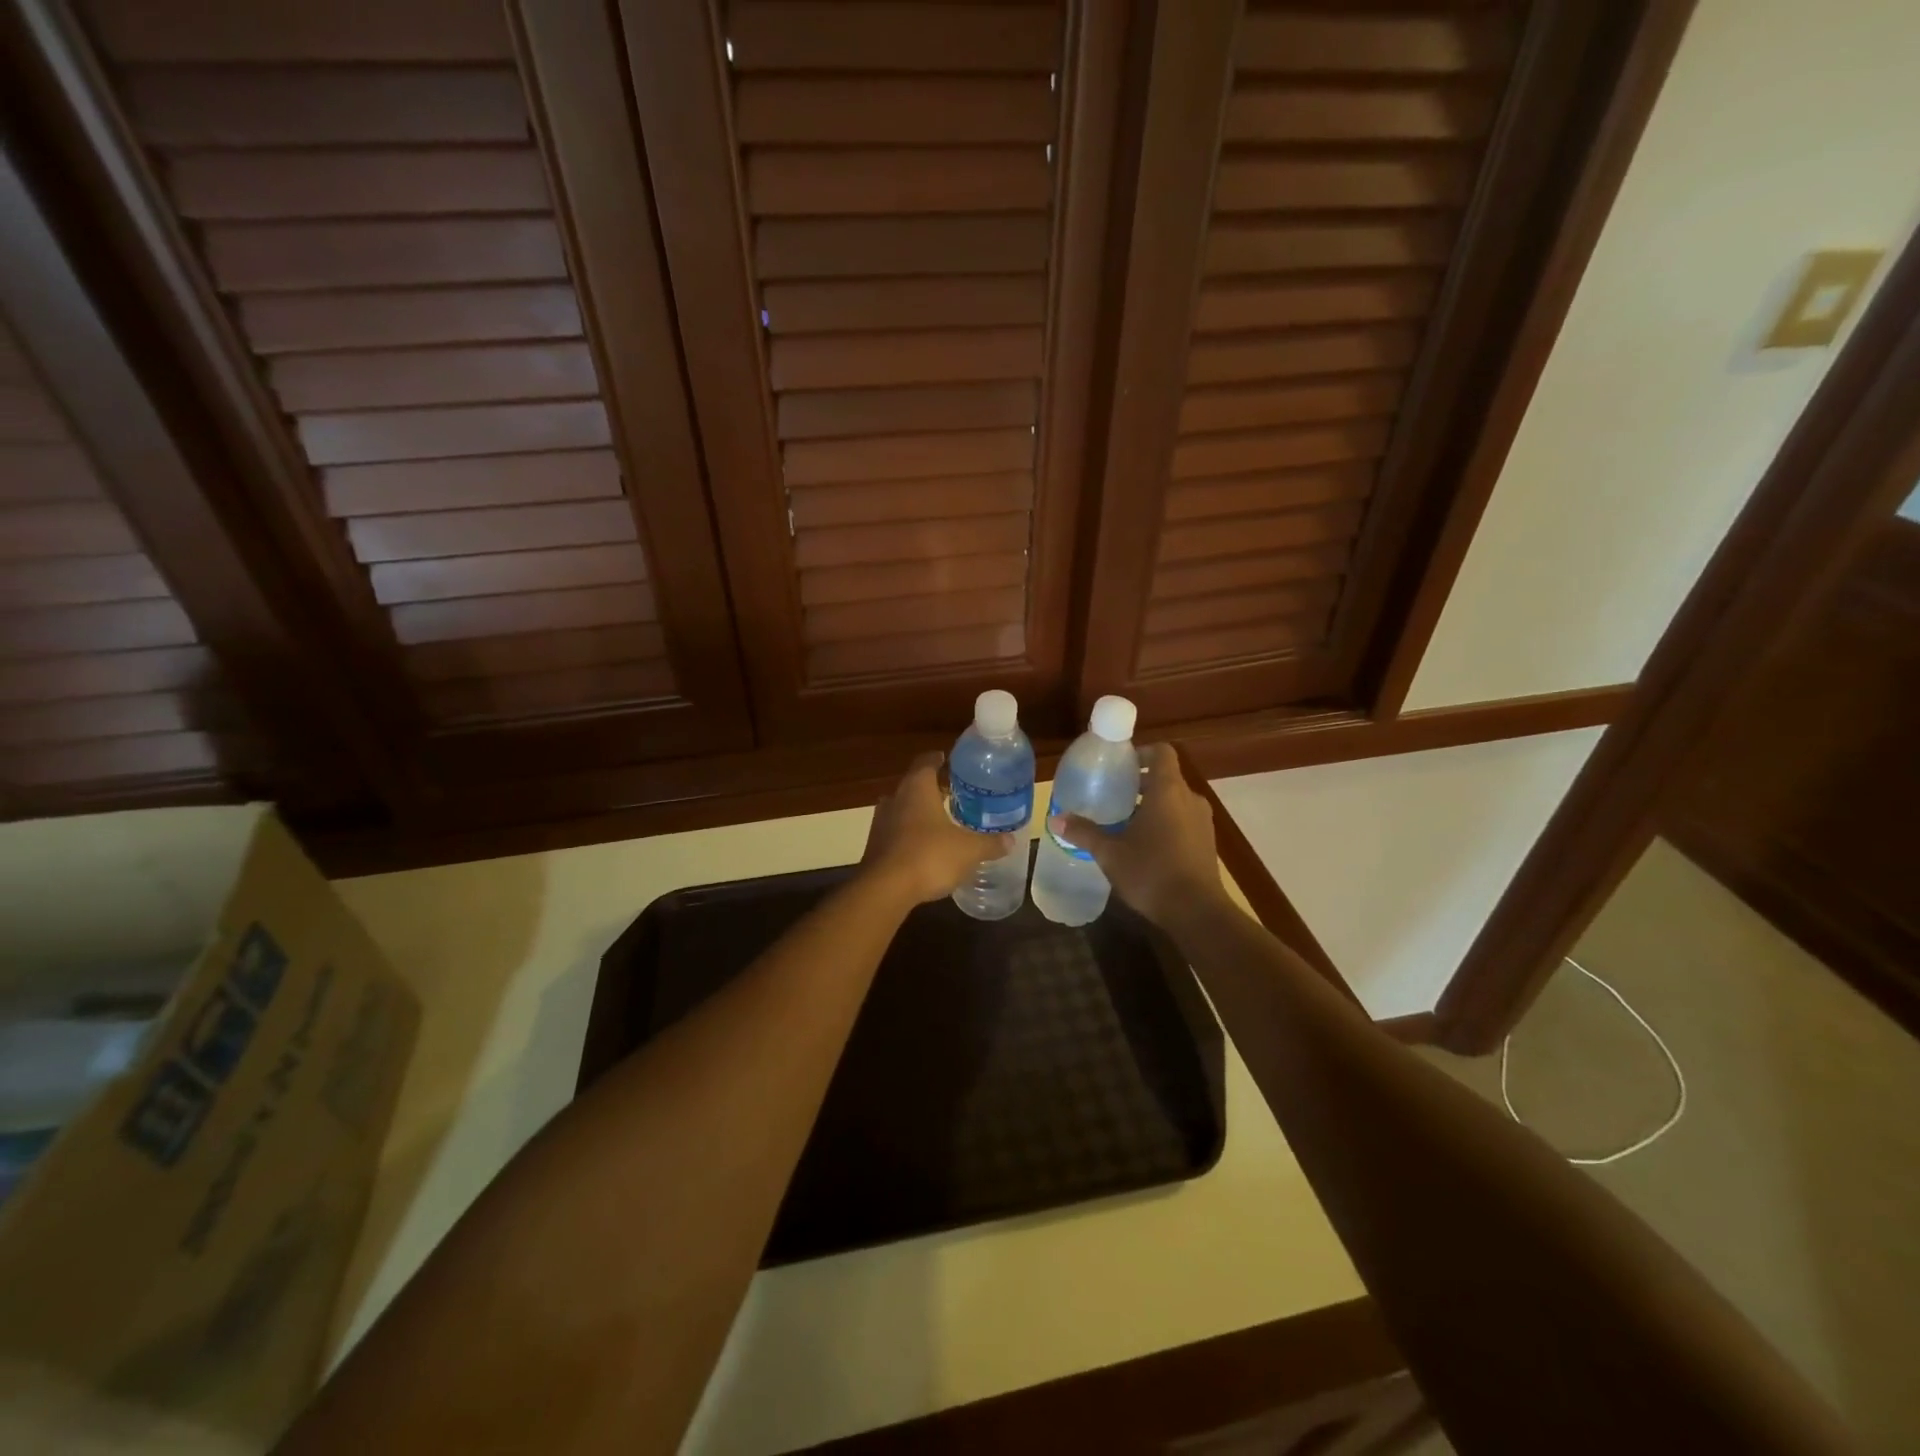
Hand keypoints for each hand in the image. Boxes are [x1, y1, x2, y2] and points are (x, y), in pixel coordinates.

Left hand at [861, 752, 1012, 904]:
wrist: (885, 890)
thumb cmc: (929, 856)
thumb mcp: (969, 850)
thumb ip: (989, 843)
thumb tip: (1010, 840)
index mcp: (917, 787)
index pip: (926, 761)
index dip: (939, 759)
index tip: (951, 762)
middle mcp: (895, 798)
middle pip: (914, 784)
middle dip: (933, 789)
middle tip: (955, 794)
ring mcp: (881, 822)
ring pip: (903, 808)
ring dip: (920, 812)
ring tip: (942, 821)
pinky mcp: (875, 846)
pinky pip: (896, 831)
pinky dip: (910, 834)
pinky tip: (926, 847)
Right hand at [1049, 743, 1227, 930]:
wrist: (1196, 912)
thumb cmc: (1151, 872)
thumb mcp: (1110, 853)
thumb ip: (1084, 832)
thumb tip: (1056, 818)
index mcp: (1168, 790)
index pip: (1162, 752)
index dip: (1142, 752)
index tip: (1120, 764)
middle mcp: (1190, 799)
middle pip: (1166, 777)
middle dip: (1140, 783)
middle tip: (1113, 795)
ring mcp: (1203, 822)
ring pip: (1176, 801)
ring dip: (1153, 806)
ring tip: (1125, 823)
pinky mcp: (1207, 843)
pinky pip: (1184, 821)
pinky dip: (1166, 824)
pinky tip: (1145, 846)